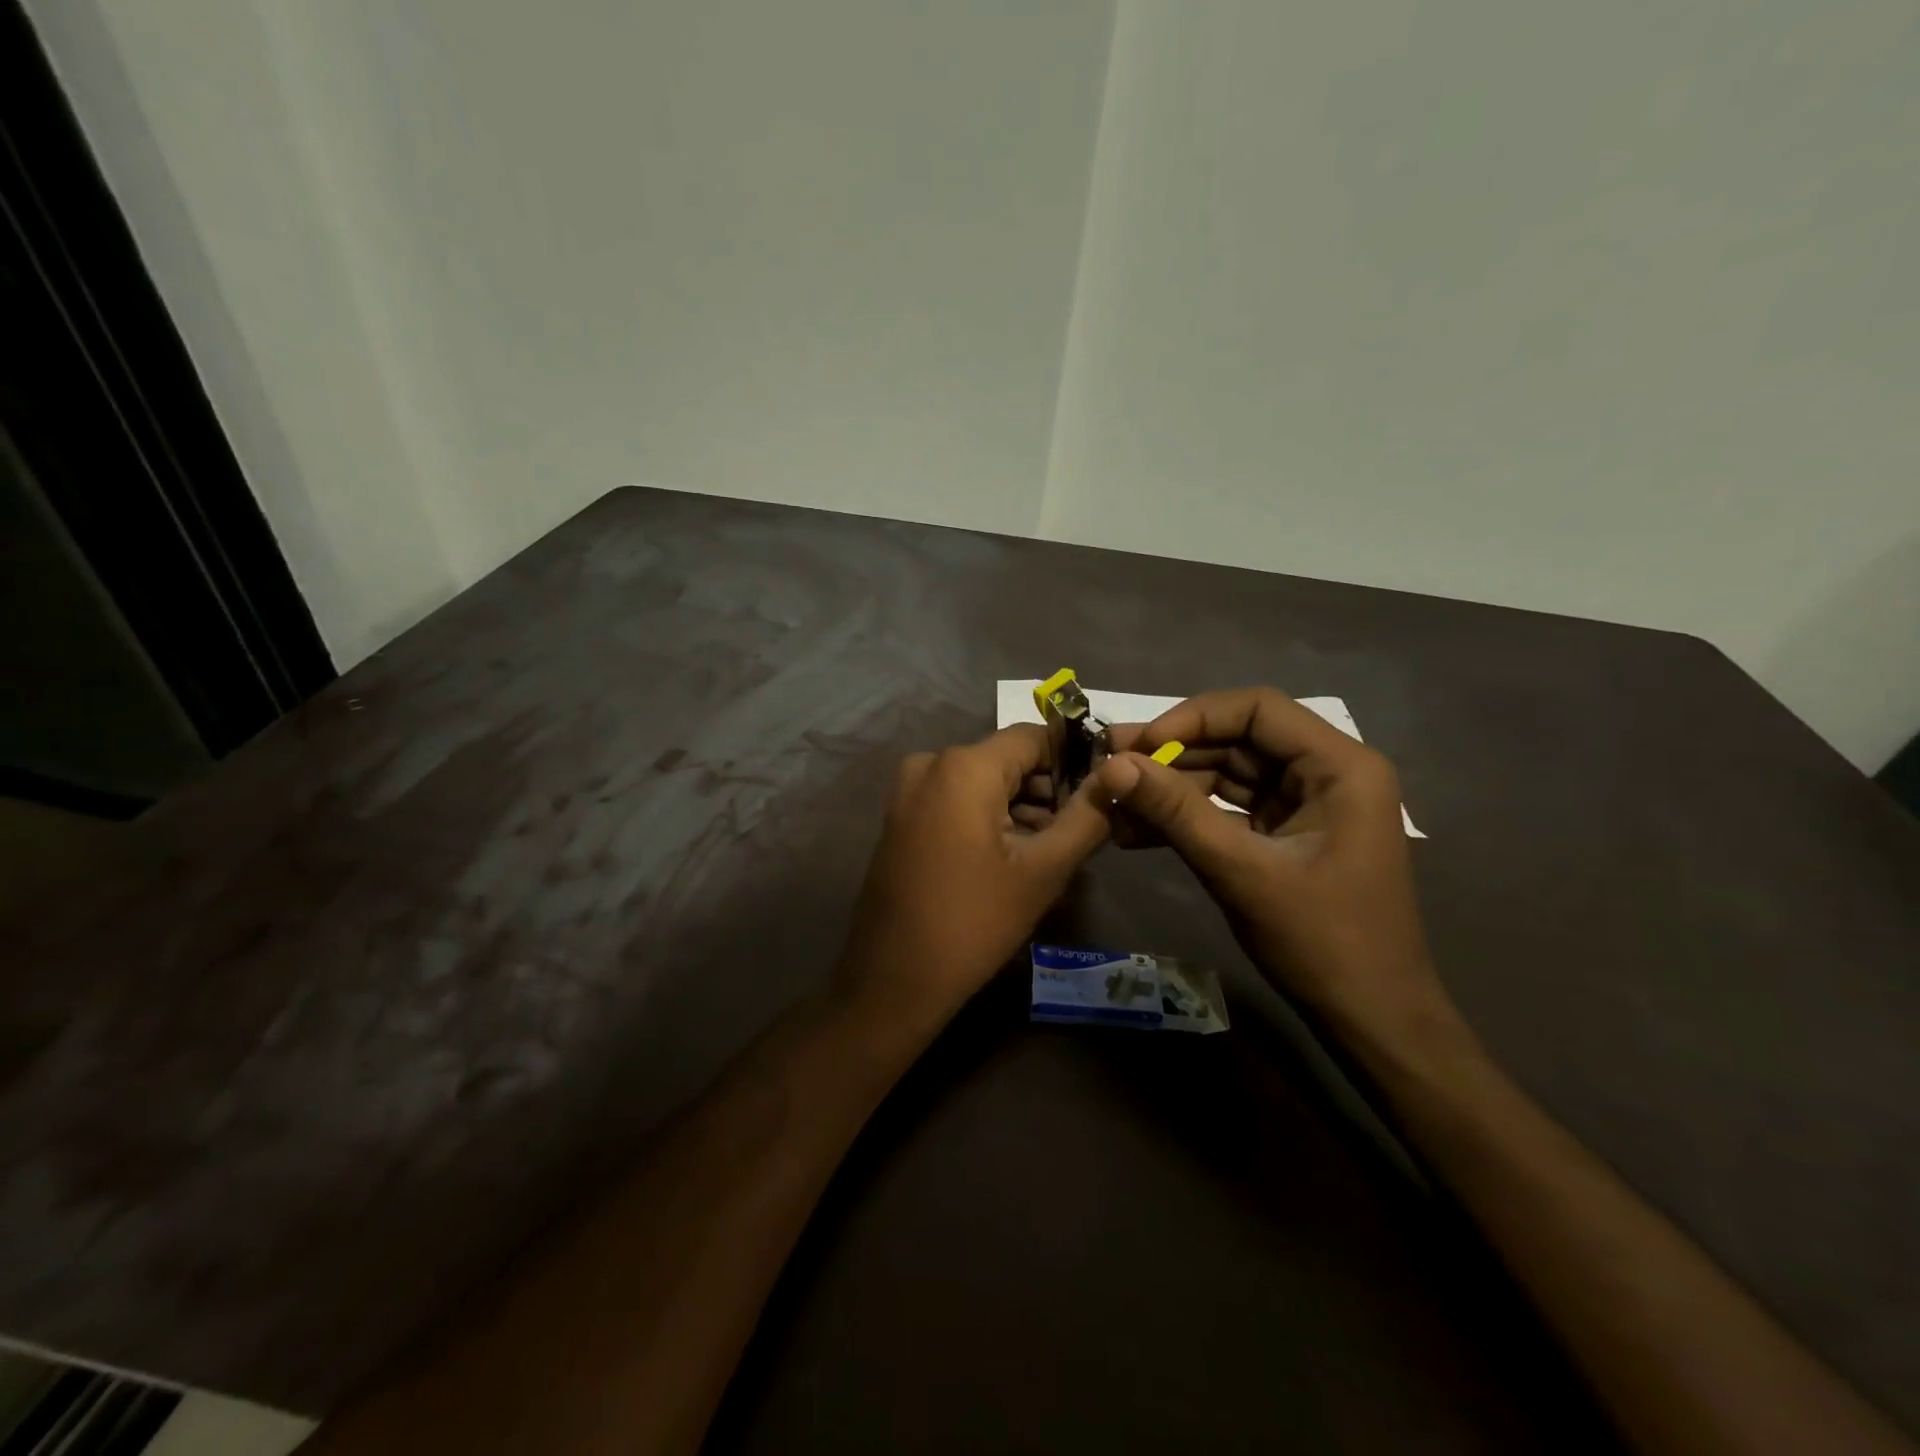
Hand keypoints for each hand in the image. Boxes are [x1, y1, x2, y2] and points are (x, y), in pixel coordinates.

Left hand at [837, 724, 1111, 1034]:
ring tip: (1054, 849)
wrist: (893, 979)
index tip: (1103, 791)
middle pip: (1007, 760)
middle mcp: (931, 764)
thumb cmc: (974, 923)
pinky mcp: (901, 817)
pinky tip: (1015, 856)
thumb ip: (1087, 816)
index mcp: (964, 766)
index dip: (1074, 759)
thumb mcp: (1043, 871)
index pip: (1034, 738)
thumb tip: (1119, 777)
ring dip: (1021, 808)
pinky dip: (989, 817)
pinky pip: (957, 800)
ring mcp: (909, 791)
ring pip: (983, 782)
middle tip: (1083, 830)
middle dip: (1048, 789)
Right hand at [1099, 688, 1454, 1043]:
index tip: (1140, 746)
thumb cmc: (1321, 941)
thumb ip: (1175, 812)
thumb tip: (1112, 766)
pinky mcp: (1284, 834)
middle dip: (1171, 754)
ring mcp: (1304, 805)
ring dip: (1170, 788)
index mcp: (1339, 766)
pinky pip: (1227, 809)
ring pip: (1226, 775)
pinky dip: (1185, 818)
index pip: (1257, 709)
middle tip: (1107, 762)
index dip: (1192, 718)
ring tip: (1111, 802)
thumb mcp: (1240, 870)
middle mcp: (1325, 773)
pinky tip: (1135, 831)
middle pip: (1237, 739)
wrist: (1370, 1019)